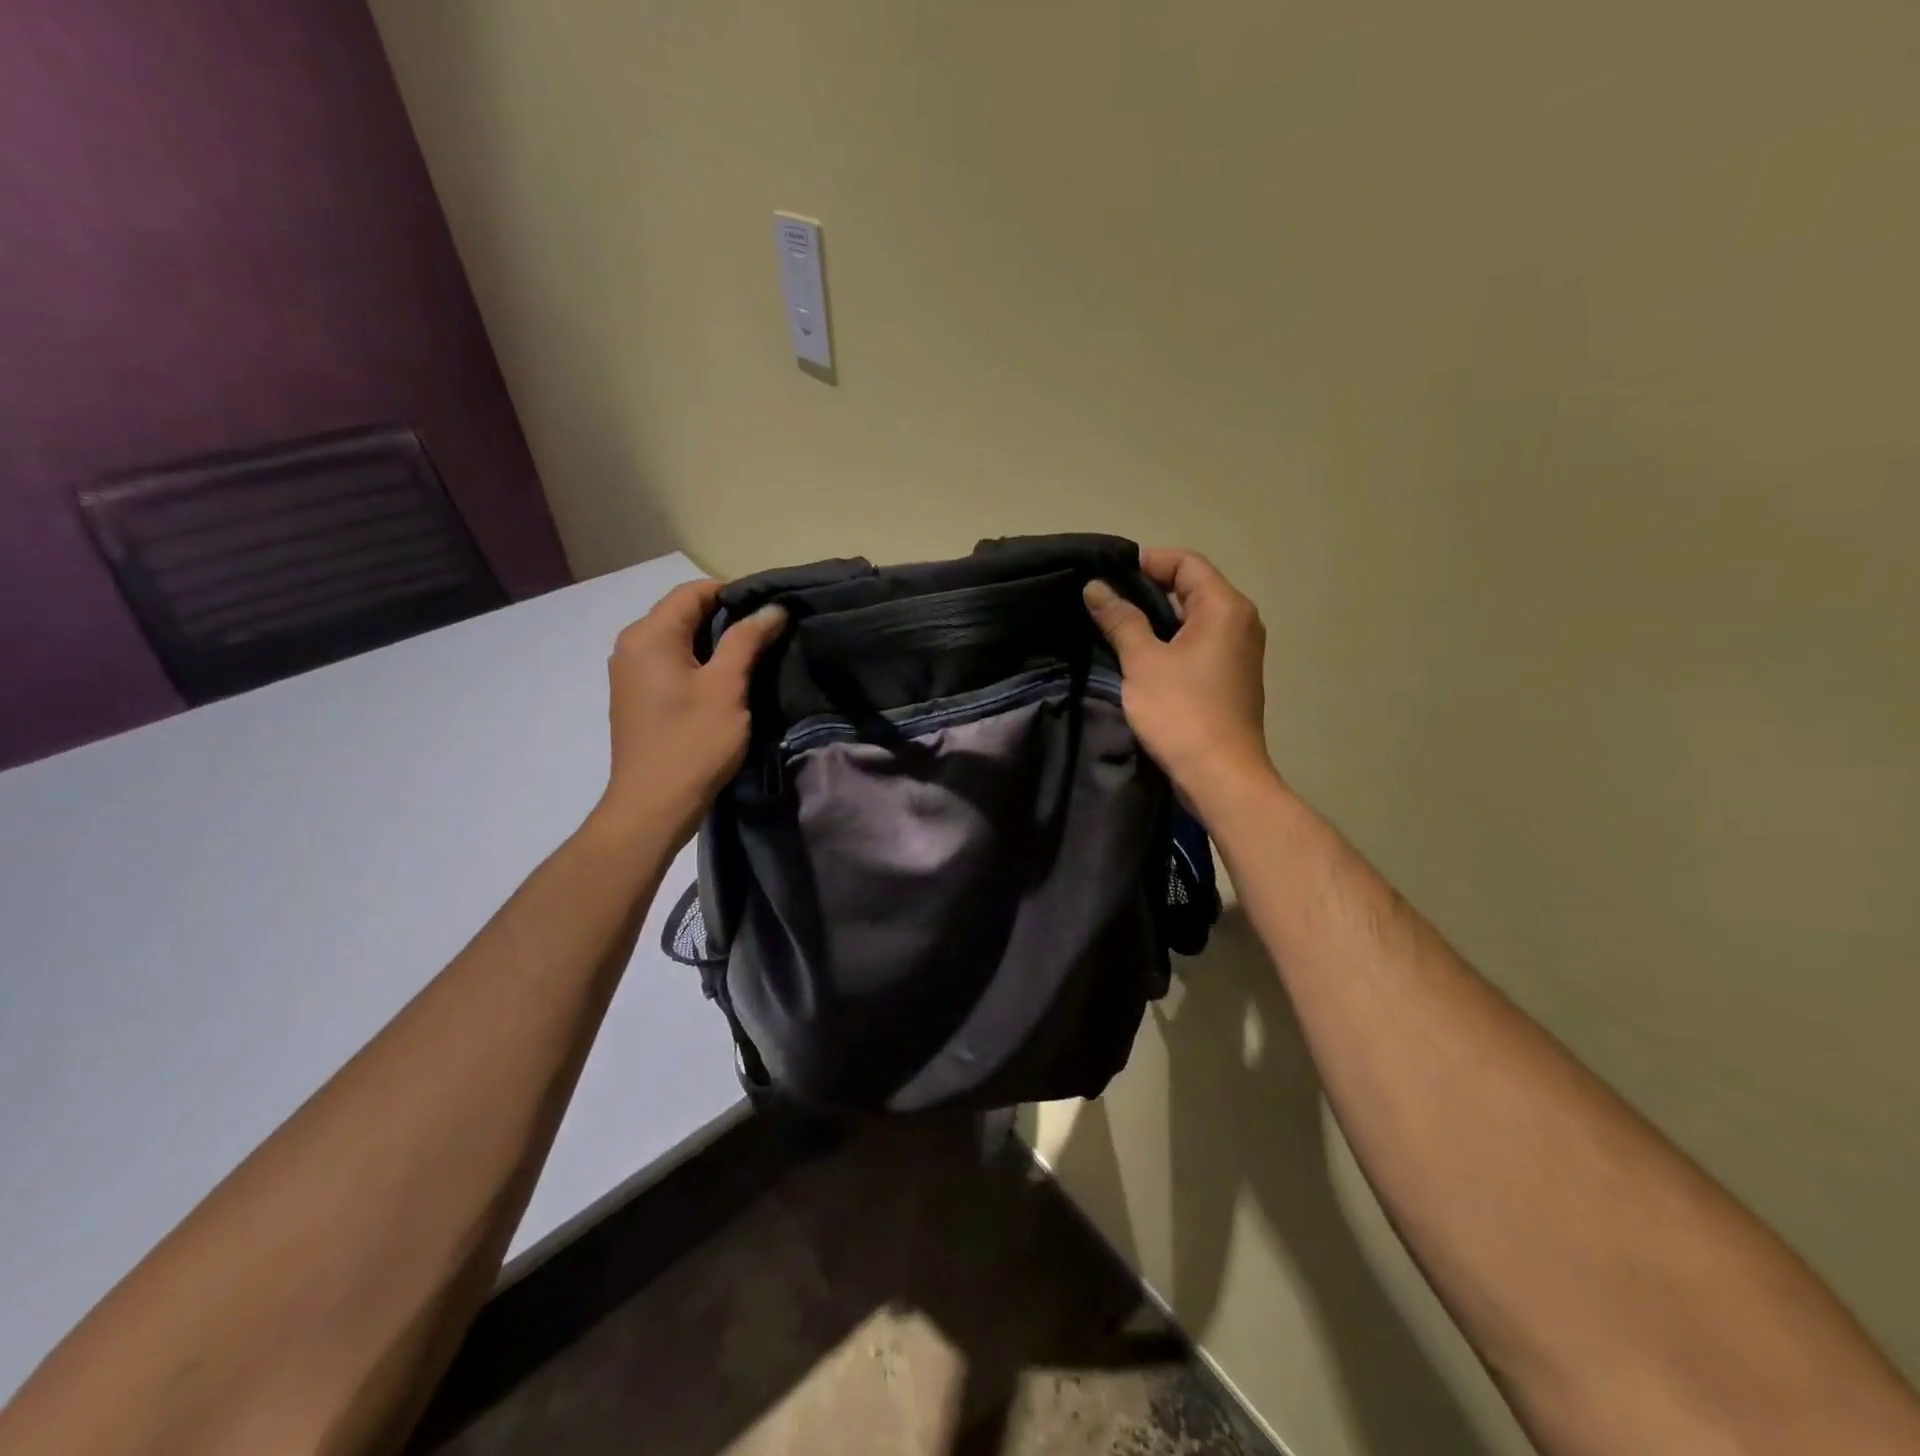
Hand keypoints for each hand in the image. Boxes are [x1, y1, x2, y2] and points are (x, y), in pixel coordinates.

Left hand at [598, 579, 787, 846]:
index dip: (735, 594)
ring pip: (679, 641)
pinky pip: (671, 665)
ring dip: (716, 644)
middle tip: (770, 634)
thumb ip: (748, 640)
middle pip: (684, 614)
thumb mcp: (727, 687)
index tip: (771, 611)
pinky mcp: (637, 698)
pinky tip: (727, 683)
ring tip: (755, 658)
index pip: (694, 591)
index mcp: (649, 634)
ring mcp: (630, 673)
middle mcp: (631, 645)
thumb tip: (773, 608)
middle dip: (728, 619)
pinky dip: (699, 664)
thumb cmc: (693, 742)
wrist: (653, 806)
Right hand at [1084, 548, 1275, 814]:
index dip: (1146, 562)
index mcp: (1225, 607)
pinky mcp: (1231, 676)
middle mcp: (1240, 621)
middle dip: (1147, 590)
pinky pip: (1199, 643)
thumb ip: (1120, 619)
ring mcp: (1239, 651)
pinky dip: (1171, 642)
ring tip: (1115, 627)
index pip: (1185, 563)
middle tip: (1104, 602)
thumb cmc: (1181, 712)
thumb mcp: (1143, 662)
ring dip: (1156, 618)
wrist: (1220, 775)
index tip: (1107, 576)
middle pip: (1192, 587)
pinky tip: (1140, 657)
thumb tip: (1096, 587)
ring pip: (1194, 618)